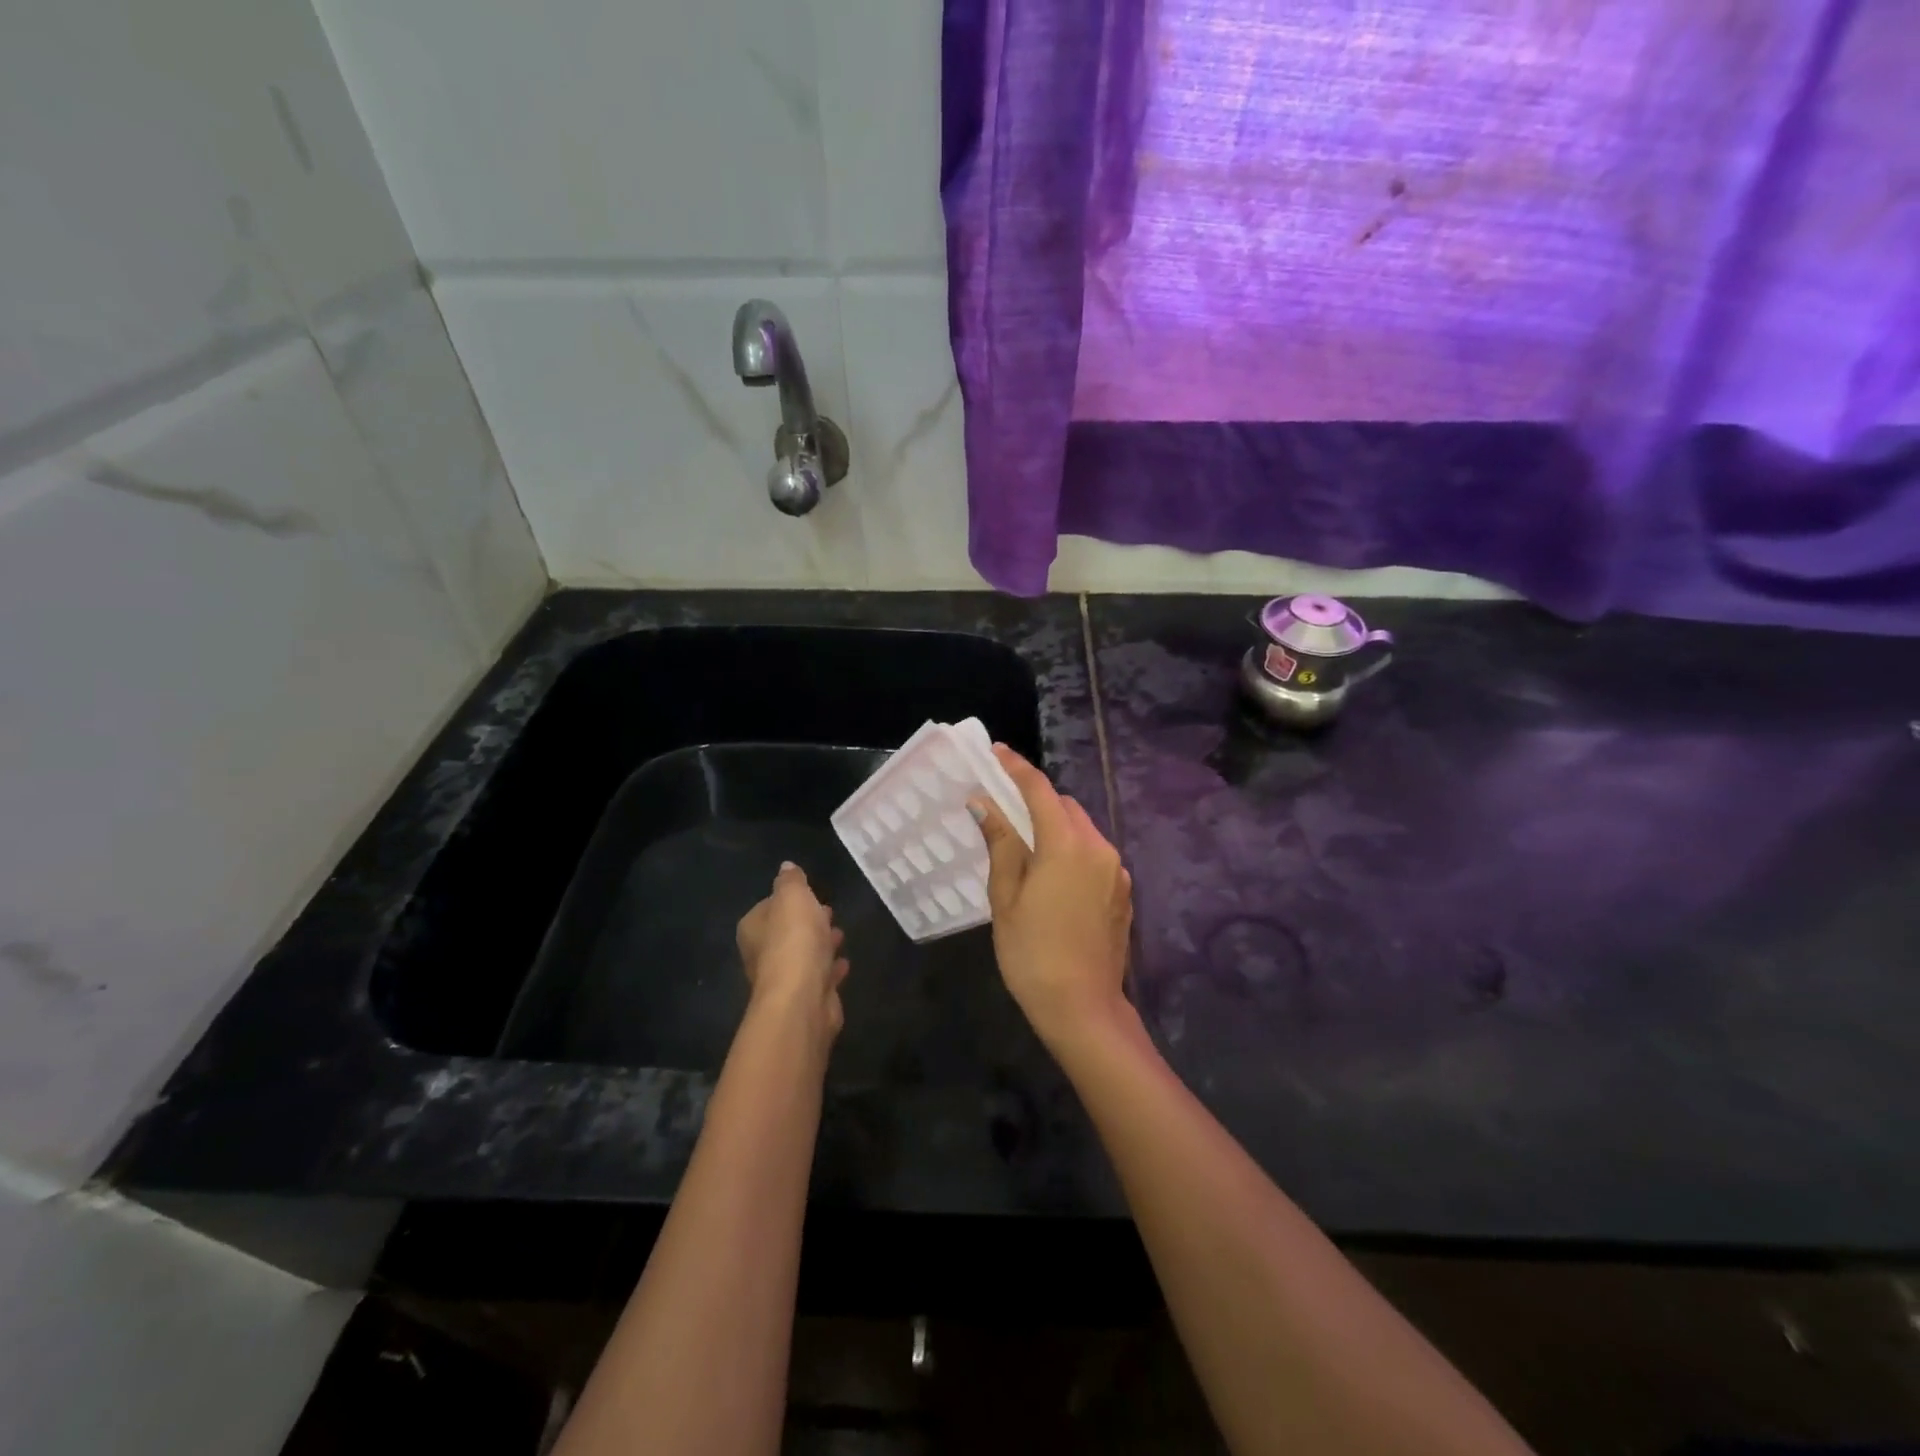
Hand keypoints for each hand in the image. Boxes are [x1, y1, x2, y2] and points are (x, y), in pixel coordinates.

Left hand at [736, 862, 848, 1045]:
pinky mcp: (805, 998)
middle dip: (807, 922)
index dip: (790, 899)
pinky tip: (844, 963)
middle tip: (829, 912)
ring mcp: (784, 979)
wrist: (802, 997)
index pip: (769, 906)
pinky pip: (820, 976)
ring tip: (841, 934)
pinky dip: (831, 968)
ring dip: (821, 945)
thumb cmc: (794, 940)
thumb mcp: (793, 897)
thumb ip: (790, 881)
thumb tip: (786, 867)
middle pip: (787, 932)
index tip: (811, 894)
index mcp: (753, 929)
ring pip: (805, 955)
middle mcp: (762, 955)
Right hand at [970, 746, 1133, 1052]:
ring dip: (1056, 827)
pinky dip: (1073, 851)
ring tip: (1027, 848)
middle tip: (1006, 811)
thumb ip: (1000, 843)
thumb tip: (984, 804)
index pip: (1039, 791)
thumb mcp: (1006, 898)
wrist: (1083, 1008)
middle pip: (1066, 807)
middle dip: (1037, 801)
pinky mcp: (1123, 892)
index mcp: (1066, 844)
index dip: (1016, 768)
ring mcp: (1117, 871)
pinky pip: (1095, 855)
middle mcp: (1098, 848)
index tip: (996, 752)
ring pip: (1083, 830)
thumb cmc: (1032, 953)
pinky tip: (1054, 878)